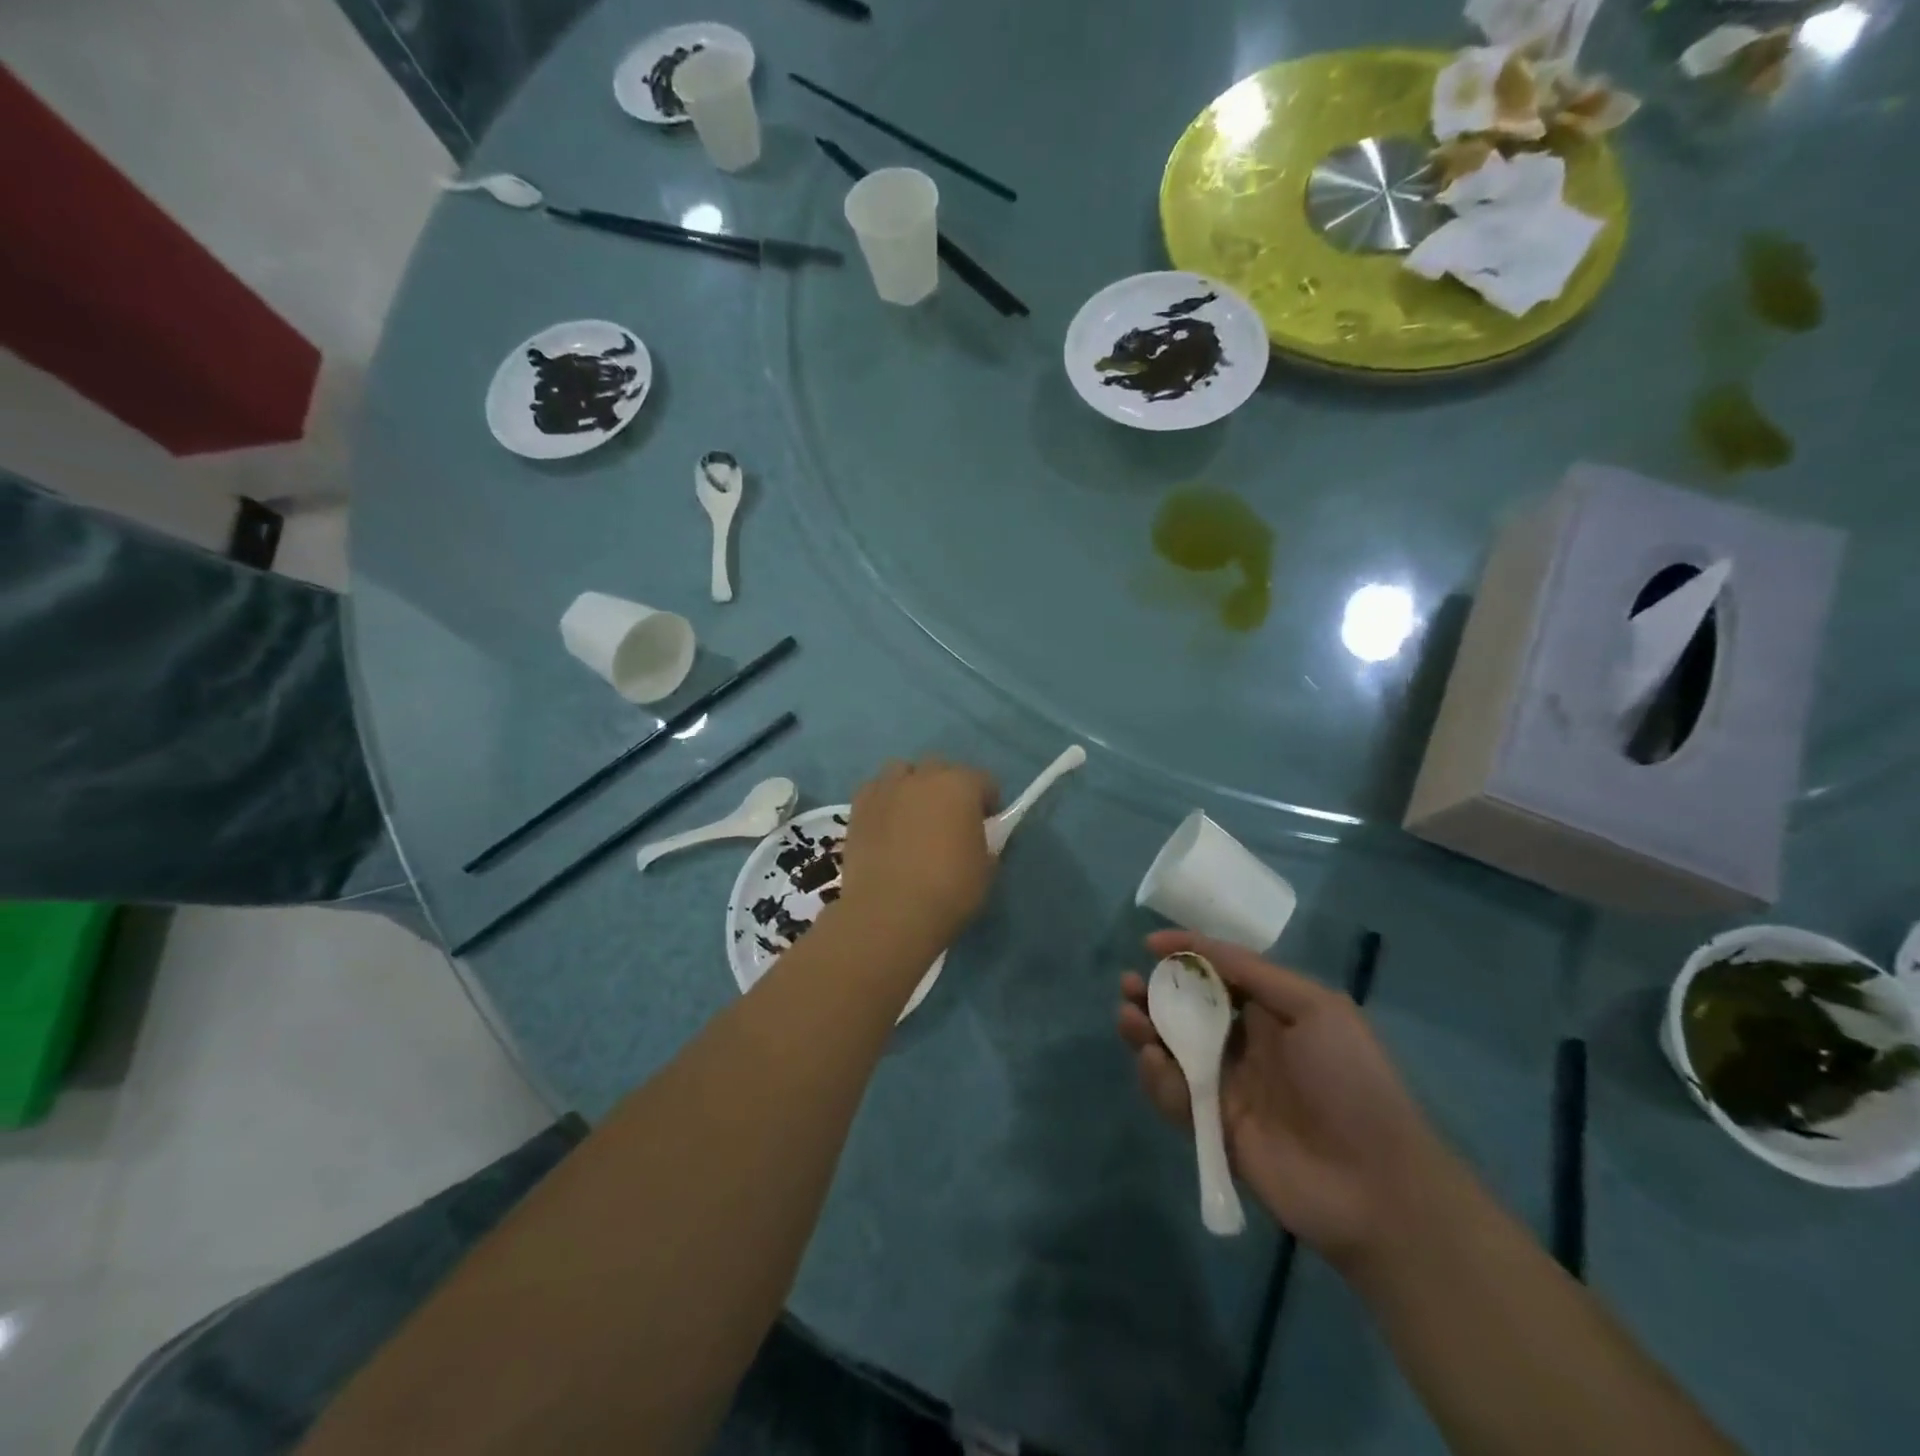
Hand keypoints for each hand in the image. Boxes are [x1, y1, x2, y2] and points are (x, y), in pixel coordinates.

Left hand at [840, 758, 999, 949]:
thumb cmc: (948, 890)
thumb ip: (986, 842)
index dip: (988, 802)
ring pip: (903, 772)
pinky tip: (886, 824)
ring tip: (913, 817)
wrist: (889, 911)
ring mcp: (886, 788)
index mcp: (961, 786)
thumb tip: (978, 837)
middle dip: (949, 788)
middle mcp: (923, 776)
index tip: (986, 825)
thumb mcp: (986, 868)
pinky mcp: (858, 806)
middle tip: (949, 821)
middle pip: (941, 769)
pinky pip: (876, 790)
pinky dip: (885, 800)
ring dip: (913, 787)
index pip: (984, 781)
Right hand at [1117, 930, 1452, 1265]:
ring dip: (1145, 1029)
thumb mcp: (1317, 1008)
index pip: (1220, 973)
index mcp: (1273, 1013)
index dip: (1187, 955)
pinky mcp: (1214, 1127)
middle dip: (1156, 993)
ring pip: (1174, 1050)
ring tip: (1128, 1016)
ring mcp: (1228, 1087)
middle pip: (1189, 1010)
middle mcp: (1246, 1044)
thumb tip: (1199, 947)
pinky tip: (1151, 1059)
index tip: (1150, 945)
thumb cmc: (1351, 1081)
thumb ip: (1255, 973)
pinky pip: (1175, 1094)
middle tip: (1130, 985)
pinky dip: (1156, 1075)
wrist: (1376, 1187)